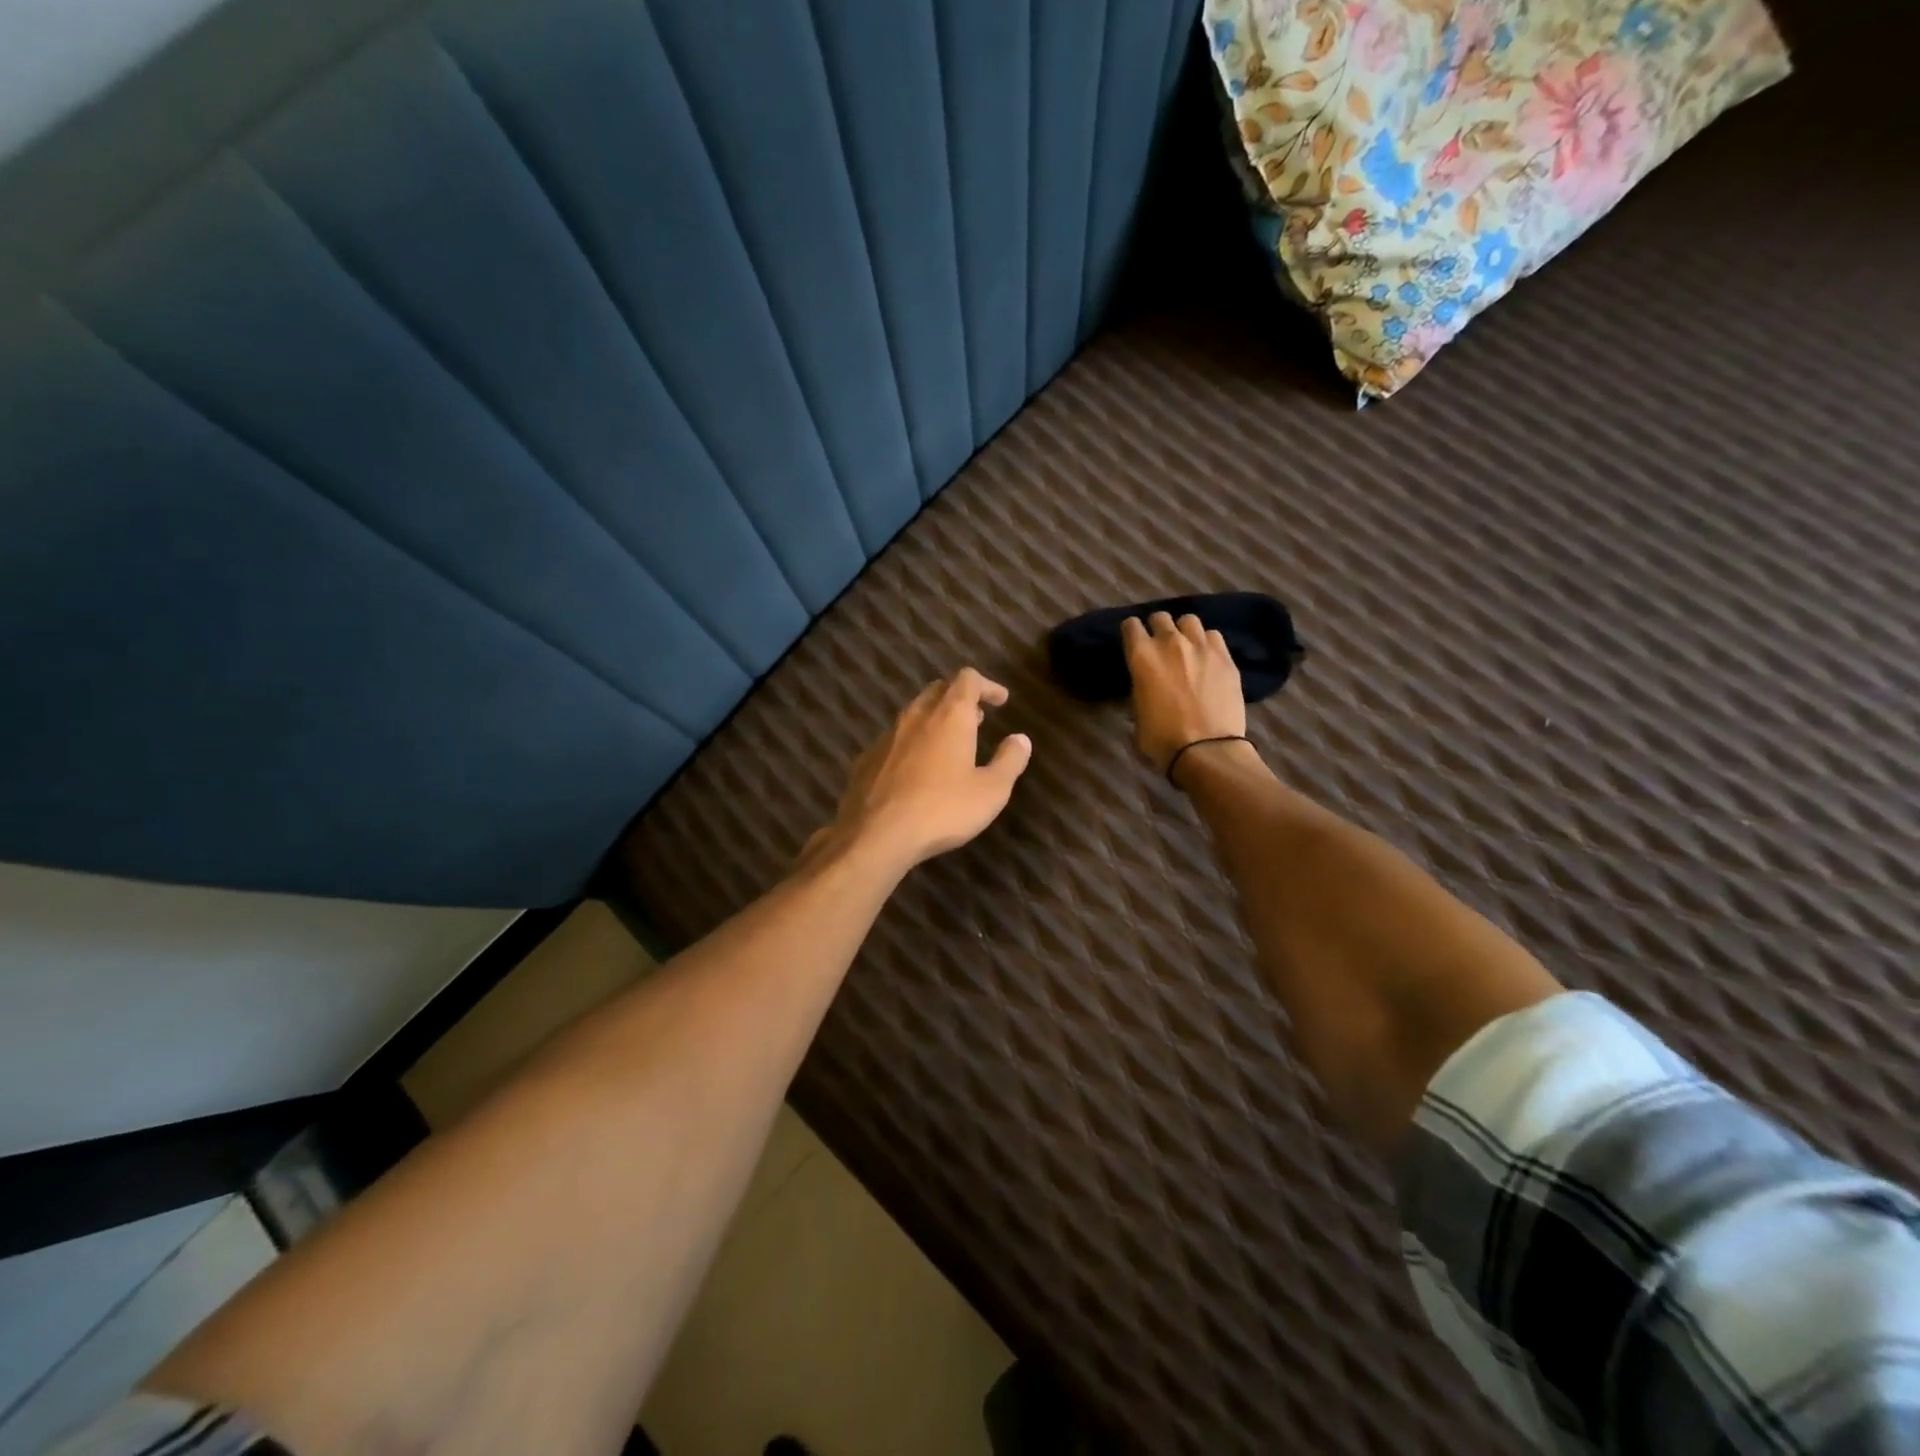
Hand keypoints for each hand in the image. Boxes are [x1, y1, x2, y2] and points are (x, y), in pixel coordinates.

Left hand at [813, 668, 1031, 874]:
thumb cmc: (942, 810)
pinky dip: (911, 744)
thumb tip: (1021, 739)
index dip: (987, 685)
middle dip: (959, 698)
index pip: (968, 680)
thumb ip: (1009, 761)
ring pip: (913, 714)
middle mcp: (916, 716)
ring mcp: (886, 737)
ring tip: (948, 743)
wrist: (876, 835)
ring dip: (934, 720)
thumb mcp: (991, 791)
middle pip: (938, 690)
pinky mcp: (866, 759)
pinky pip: (894, 741)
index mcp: (949, 716)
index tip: (1001, 700)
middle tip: (976, 718)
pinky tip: (915, 770)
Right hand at [1122, 612, 1246, 775]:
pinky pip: (1213, 636)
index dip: (1131, 633)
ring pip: (1189, 620)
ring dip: (1184, 632)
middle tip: (1160, 646)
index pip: (1130, 625)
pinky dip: (1207, 643)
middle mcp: (1170, 642)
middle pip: (1161, 617)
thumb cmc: (1162, 739)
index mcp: (1142, 656)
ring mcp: (1201, 646)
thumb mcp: (1138, 713)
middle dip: (1158, 628)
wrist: (1206, 750)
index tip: (1134, 643)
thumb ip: (1140, 688)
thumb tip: (1146, 683)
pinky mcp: (1226, 657)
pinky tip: (1207, 658)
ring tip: (1187, 648)